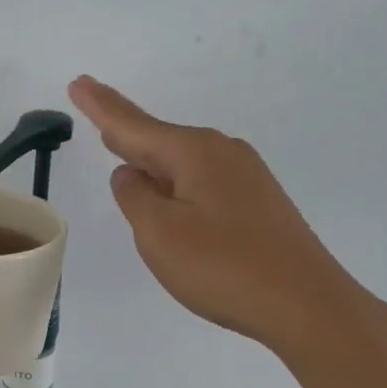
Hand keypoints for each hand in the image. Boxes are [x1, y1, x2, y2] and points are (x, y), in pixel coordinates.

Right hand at [68, 76, 382, 361]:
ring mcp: (245, 176)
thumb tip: (130, 175)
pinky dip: (174, 178)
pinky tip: (168, 189)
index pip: (133, 125)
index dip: (101, 106)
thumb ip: (134, 197)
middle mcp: (221, 153)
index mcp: (193, 153)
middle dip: (123, 124)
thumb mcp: (159, 233)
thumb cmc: (223, 267)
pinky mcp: (257, 202)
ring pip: (181, 160)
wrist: (308, 305)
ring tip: (121, 145)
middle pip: (158, 136)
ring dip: (149, 154)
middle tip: (93, 101)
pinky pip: (200, 179)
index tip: (78, 82)